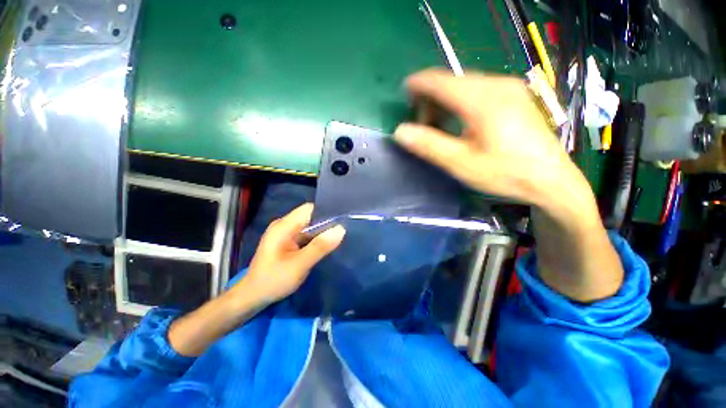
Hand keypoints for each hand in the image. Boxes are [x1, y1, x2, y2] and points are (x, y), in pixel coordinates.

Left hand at [241, 203, 344, 303]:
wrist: (252, 297)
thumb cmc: (273, 280)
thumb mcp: (299, 265)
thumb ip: (320, 246)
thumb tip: (341, 229)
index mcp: (284, 226)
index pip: (309, 209)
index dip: (326, 212)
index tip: (343, 220)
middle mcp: (284, 225)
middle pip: (310, 217)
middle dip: (326, 223)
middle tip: (343, 232)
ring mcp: (285, 234)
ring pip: (309, 226)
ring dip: (322, 232)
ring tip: (338, 238)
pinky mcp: (287, 242)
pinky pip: (306, 235)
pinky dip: (316, 239)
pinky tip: (325, 246)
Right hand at [394, 69, 623, 301]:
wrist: (551, 180)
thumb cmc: (505, 173)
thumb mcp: (461, 164)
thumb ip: (429, 146)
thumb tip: (400, 132)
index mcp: (482, 100)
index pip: (441, 81)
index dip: (418, 84)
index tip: (404, 92)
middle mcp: (497, 85)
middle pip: (453, 81)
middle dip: (431, 97)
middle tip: (422, 123)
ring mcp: (509, 88)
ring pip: (465, 84)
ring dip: (445, 100)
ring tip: (438, 124)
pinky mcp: (515, 96)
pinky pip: (479, 89)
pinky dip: (461, 101)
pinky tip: (460, 120)